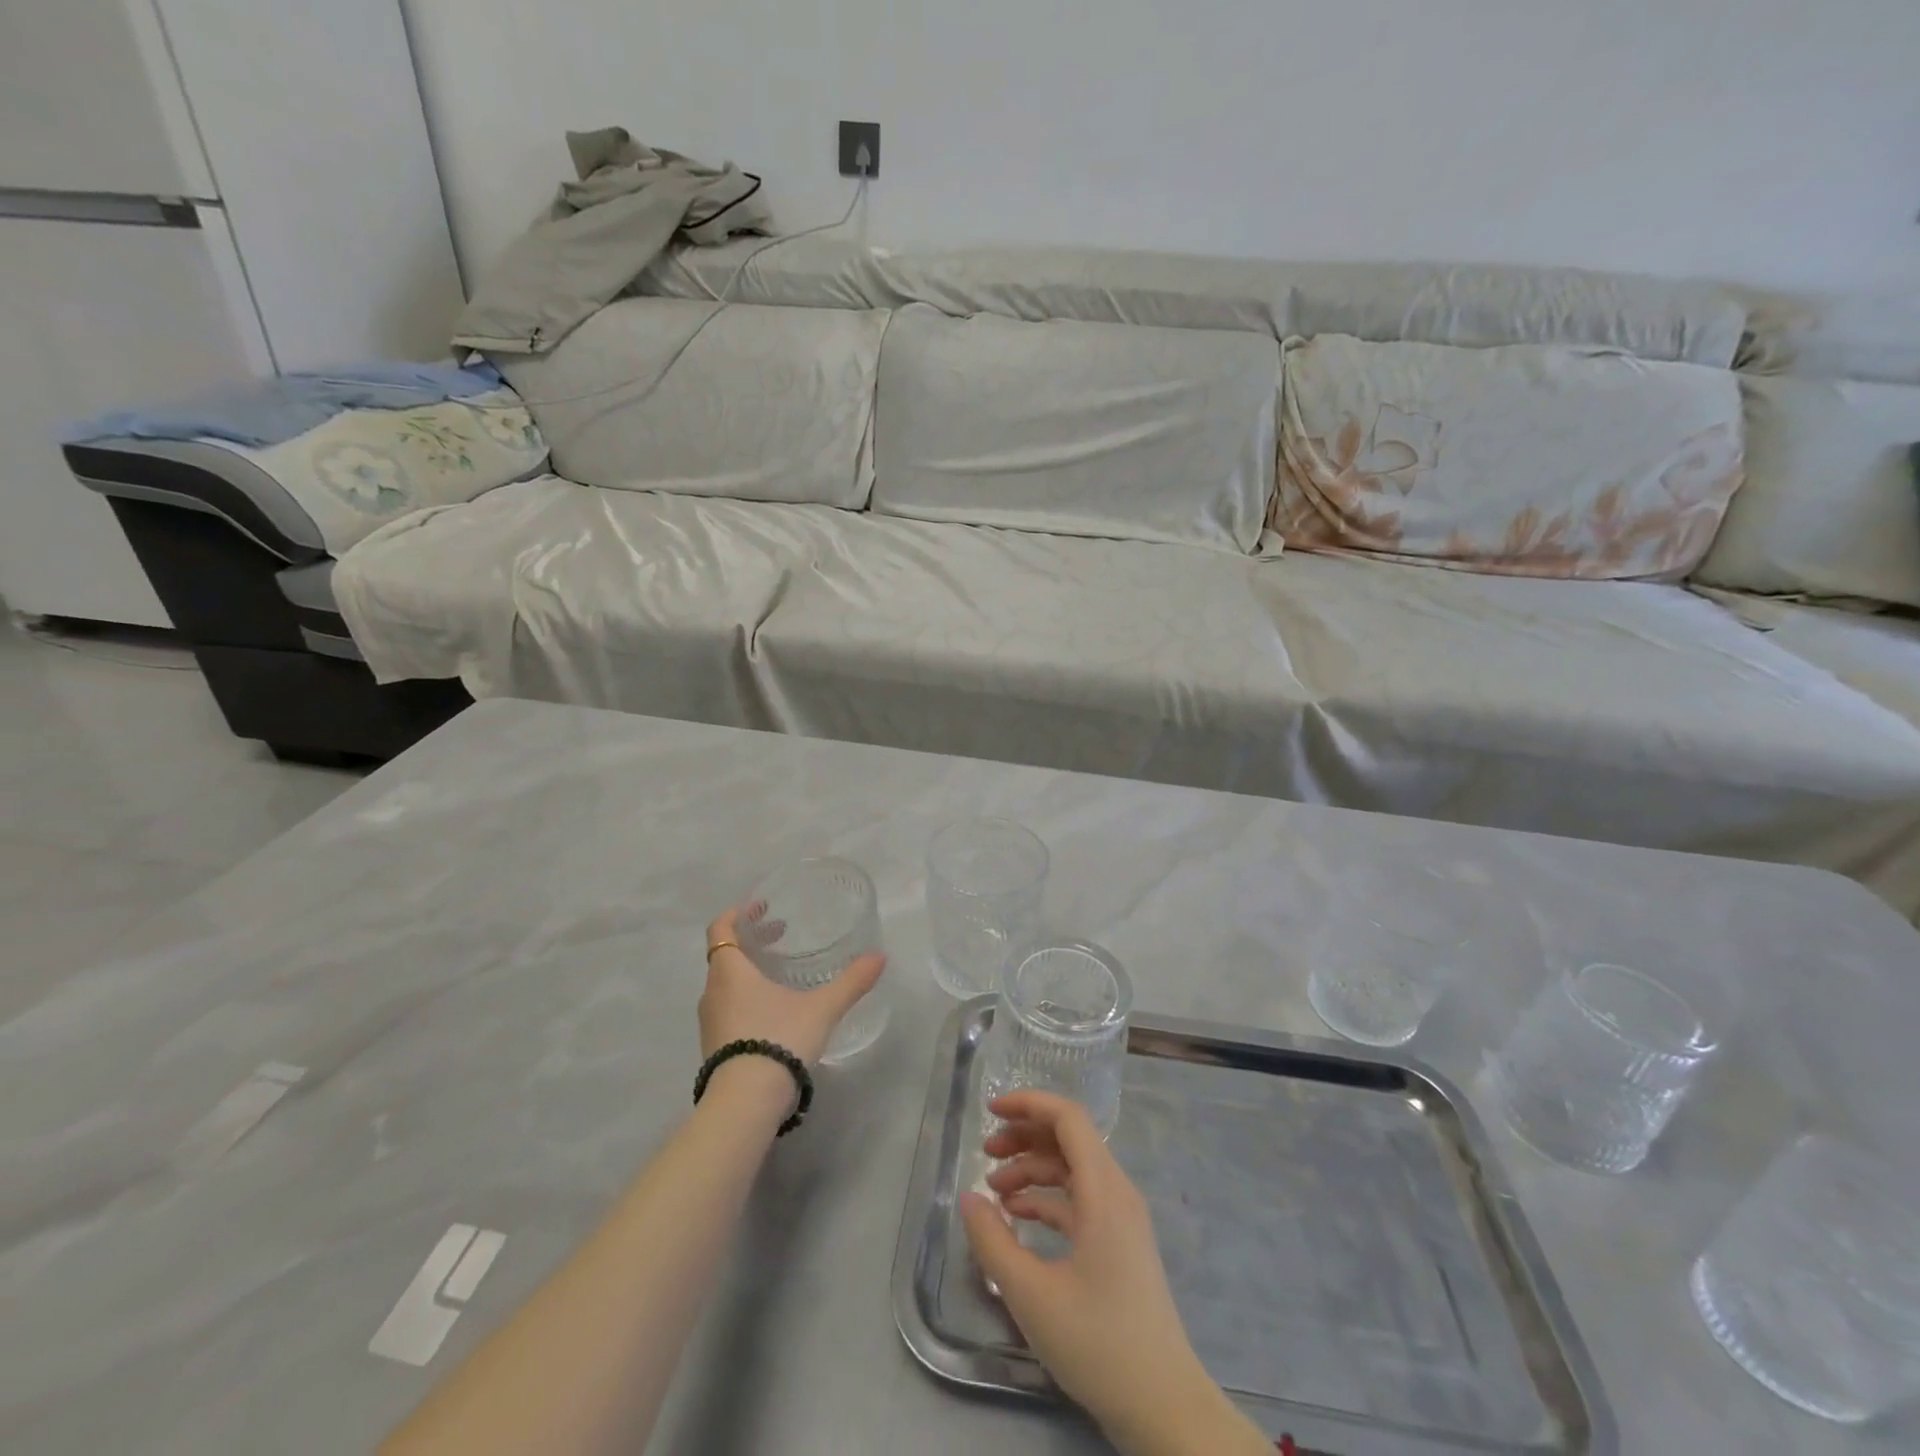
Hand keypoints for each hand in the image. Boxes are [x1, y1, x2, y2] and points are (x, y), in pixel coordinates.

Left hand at [700, 906, 885, 1067]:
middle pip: (725, 955)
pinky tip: (773, 1012)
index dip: (737, 914)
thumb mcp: (822, 1008)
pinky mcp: (713, 1048)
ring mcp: (709, 1023)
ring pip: (725, 984)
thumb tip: (880, 957)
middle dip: (752, 943)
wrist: (746, 1102)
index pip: (721, 929)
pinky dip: (745, 998)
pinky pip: (726, 1010)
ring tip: (780, 976)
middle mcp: (713, 992)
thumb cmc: (779, 1038)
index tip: (760, 908)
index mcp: (730, 971)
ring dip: (748, 972)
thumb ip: (851, 982)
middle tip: (779, 935)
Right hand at [959, 1092, 1268, 1455]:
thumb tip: (969, 1198)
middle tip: (985, 1153)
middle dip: (1024, 1137)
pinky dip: (1047, 1199)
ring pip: (1073, 1170)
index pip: (1068, 1118)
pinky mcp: (1120, 1244)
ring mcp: (1121, 1219)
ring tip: (994, 1192)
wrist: (1163, 1407)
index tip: (990, 1111)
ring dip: (1032, 1170)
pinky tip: (1018, 1218)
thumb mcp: (1032, 1294)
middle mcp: (1116, 1193)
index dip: (1029, 1105)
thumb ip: (993, 1241)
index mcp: (1104, 1190)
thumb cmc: (1099, 1343)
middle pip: (1068, 1140)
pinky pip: (1080, 1201)